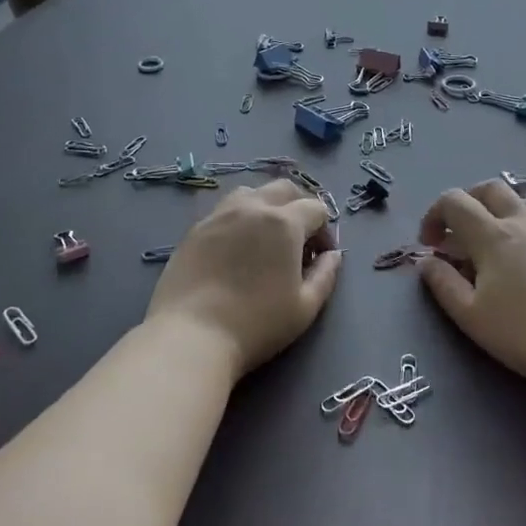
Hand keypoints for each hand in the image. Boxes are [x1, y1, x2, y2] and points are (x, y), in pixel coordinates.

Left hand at [145, 180, 341, 374]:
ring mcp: (220, 214)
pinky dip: (240, 218)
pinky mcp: (195, 229)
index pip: (316, 209)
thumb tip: (333, 255)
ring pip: (251, 193)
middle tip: (299, 239)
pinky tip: (236, 247)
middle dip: (299, 206)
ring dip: (267, 205)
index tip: (321, 257)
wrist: (192, 336)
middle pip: (284, 189)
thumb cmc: (257, 324)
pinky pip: (224, 210)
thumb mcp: (305, 307)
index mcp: (284, 223)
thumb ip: (325, 275)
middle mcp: (253, 207)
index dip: (326, 230)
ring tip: (266, 236)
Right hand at [416, 180, 525, 395]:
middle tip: (459, 232)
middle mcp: (523, 222)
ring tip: (501, 233)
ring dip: (506, 206)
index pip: (455, 201)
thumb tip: (426, 261)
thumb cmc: (524, 332)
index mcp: (492, 236)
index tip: (431, 245)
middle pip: (491, 188)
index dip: (434, 215)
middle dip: (468, 201)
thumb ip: (443, 284)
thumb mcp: (470, 315)